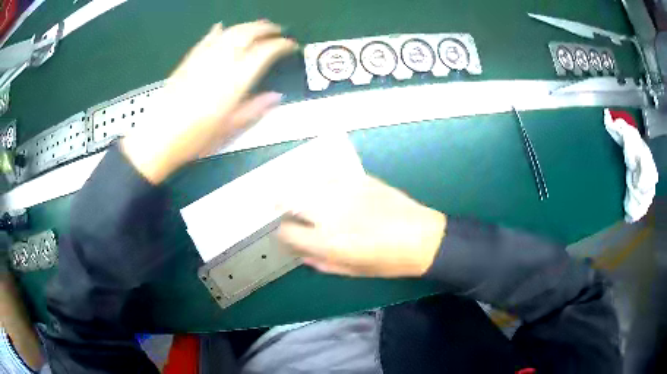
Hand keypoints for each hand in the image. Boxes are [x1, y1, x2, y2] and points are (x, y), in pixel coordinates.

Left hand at [121, 21, 297, 183]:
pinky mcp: (188, 60)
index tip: (290, 46)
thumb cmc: (195, 138)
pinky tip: (221, 28)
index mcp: (236, 79)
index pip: (265, 51)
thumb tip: (276, 97)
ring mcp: (203, 58)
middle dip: (266, 28)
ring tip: (257, 27)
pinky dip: (217, 31)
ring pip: (230, 31)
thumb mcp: (229, 128)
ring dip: (247, 26)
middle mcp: (221, 62)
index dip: (281, 45)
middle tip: (277, 30)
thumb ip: (255, 108)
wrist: (159, 138)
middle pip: (248, 33)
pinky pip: (207, 39)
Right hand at [278, 175, 446, 277]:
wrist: (421, 238)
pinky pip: (331, 174)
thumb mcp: (352, 271)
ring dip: (298, 187)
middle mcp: (328, 214)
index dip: (283, 233)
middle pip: (288, 199)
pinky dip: (322, 179)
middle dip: (279, 201)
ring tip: (297, 190)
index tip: (287, 231)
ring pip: (306, 182)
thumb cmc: (388, 262)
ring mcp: (343, 192)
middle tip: (278, 202)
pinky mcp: (359, 179)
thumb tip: (303, 254)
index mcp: (326, 241)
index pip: (287, 232)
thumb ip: (322, 263)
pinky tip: (324, 183)